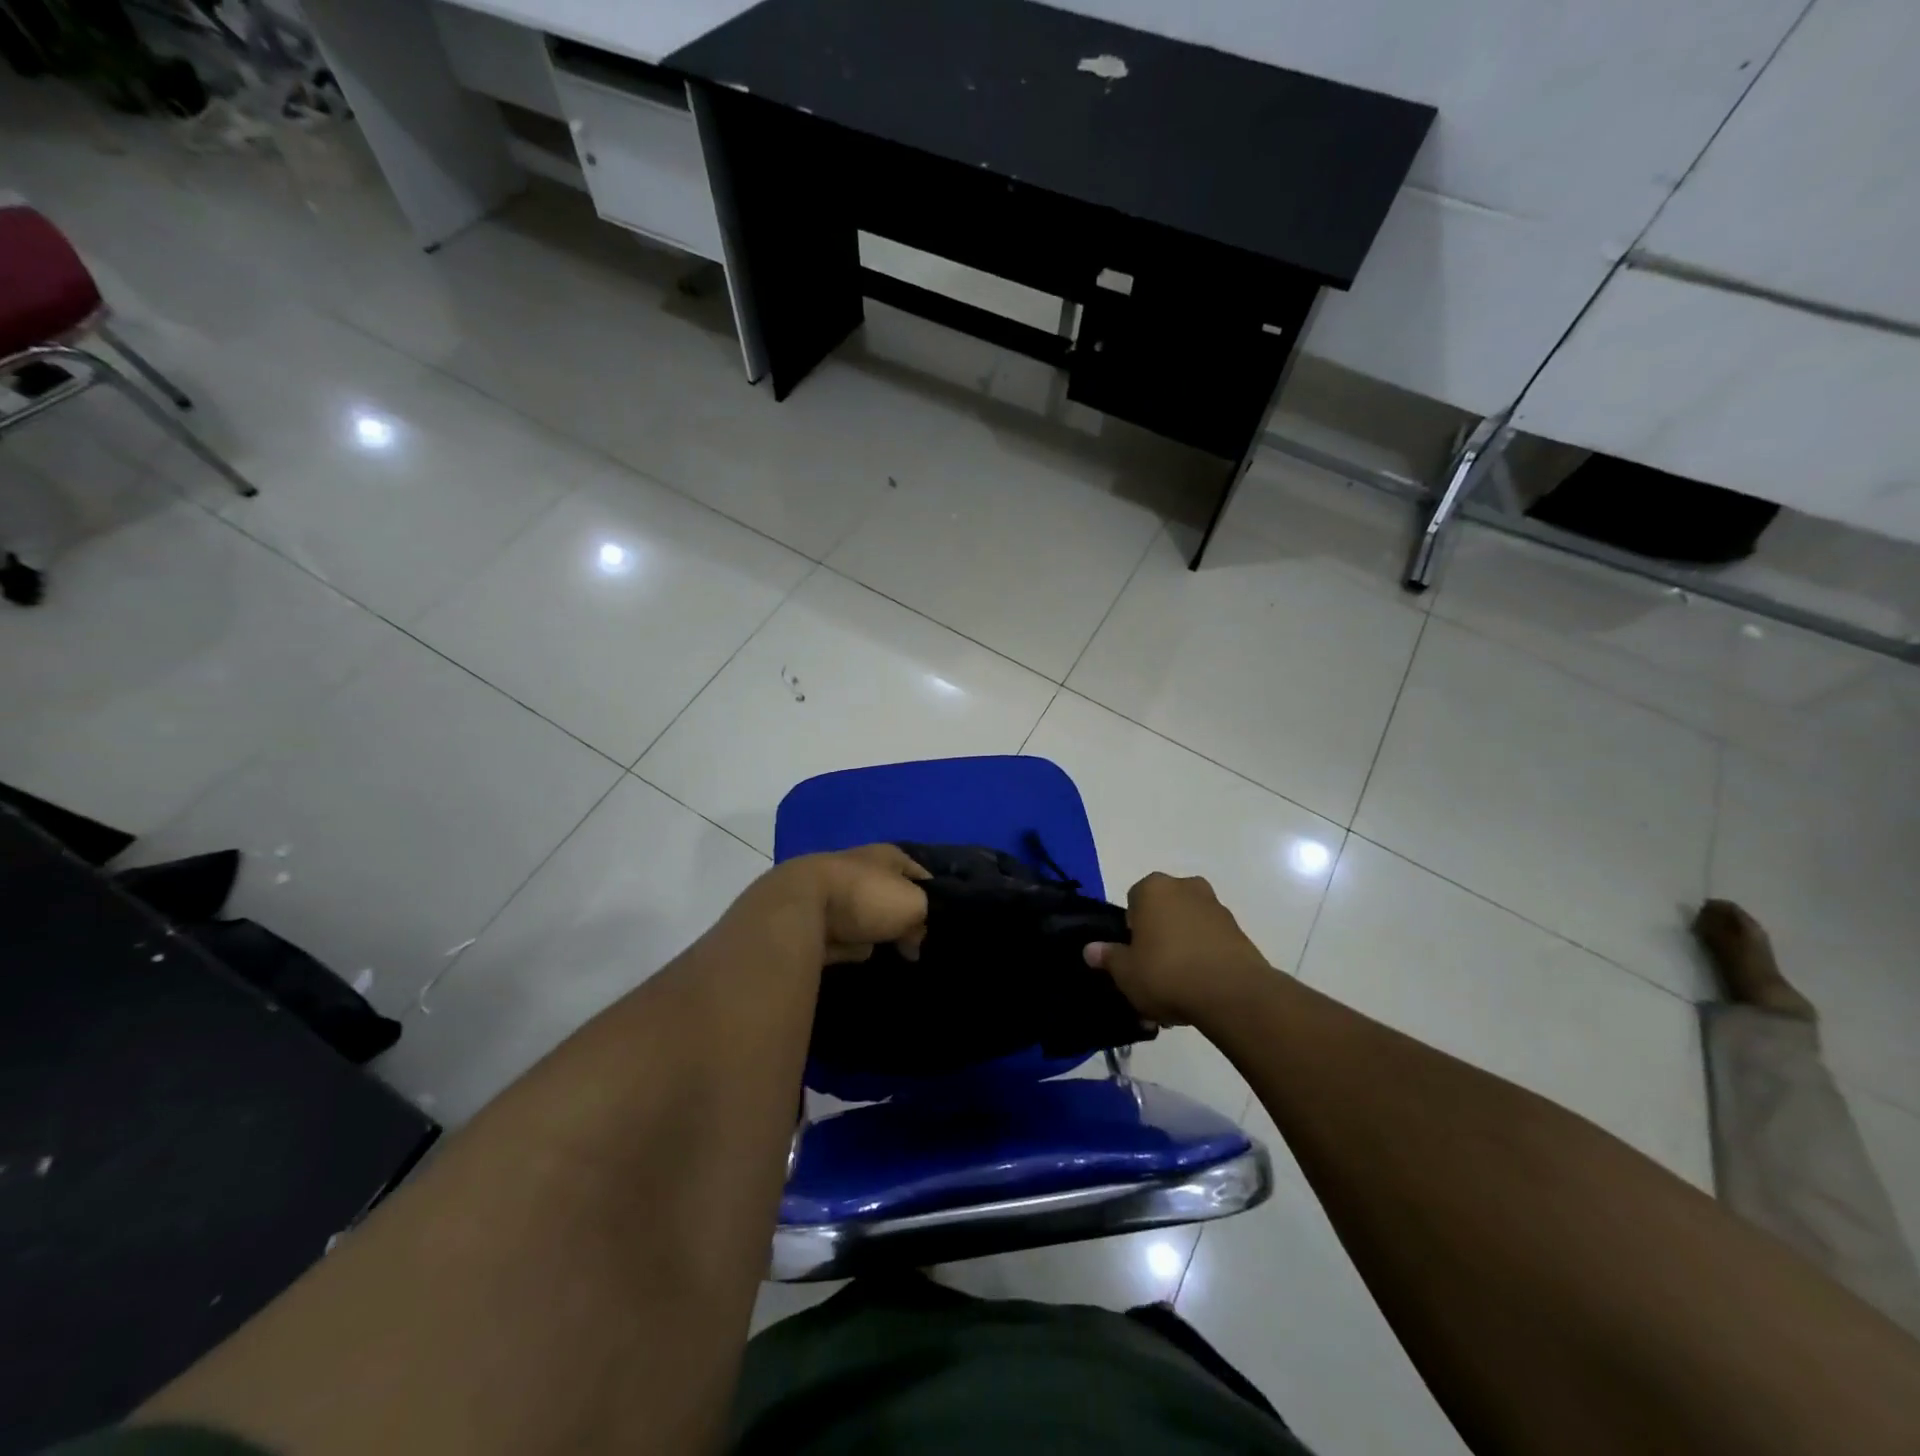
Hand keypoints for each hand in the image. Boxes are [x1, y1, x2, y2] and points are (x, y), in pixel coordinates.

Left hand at [783, 844, 929, 964]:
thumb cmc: (865, 896)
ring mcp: (836, 893)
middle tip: (912, 944)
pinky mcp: (816, 919)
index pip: (921, 874)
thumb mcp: (912, 905)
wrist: (799, 908)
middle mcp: (862, 869)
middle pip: (892, 898)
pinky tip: (853, 955)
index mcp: (887, 855)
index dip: (933, 897)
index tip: (940, 924)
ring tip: (884, 951)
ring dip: (875, 935)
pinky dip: (849, 947)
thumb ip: (922, 920)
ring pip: (868, 918)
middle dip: (902, 921)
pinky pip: (845, 937)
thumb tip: (912, 941)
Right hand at [1084, 872, 1271, 1026]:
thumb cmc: (1167, 973)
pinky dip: (1204, 959)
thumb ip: (1108, 957)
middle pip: (1163, 912)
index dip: (1131, 930)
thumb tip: (1090, 949)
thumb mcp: (1126, 972)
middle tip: (1153, 972)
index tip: (1134, 955)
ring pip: (1188, 927)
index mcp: (1153, 888)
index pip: (1133, 901)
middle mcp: (1186, 887)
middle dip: (1159, 937)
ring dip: (1182, 949)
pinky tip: (1199, 990)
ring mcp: (1216, 907)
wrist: (1233, 994)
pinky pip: (1211, 942)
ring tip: (1178, 990)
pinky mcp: (1239, 931)